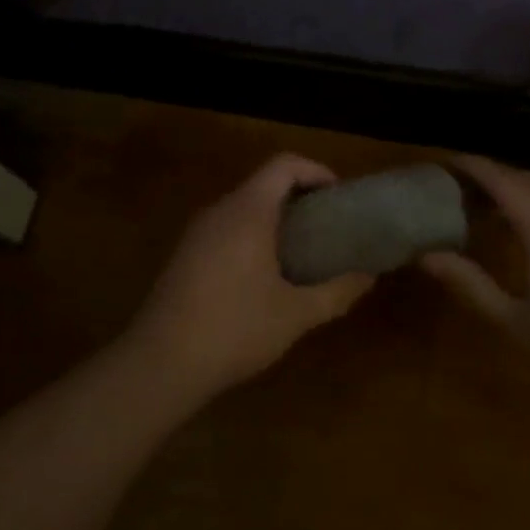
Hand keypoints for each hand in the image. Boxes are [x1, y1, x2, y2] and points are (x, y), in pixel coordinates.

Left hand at [125, 154, 374, 398]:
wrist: (161, 363)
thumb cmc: (236, 330)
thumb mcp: (296, 314)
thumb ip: (337, 291)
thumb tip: (368, 276)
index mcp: (247, 212)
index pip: (284, 165)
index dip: (317, 172)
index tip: (340, 198)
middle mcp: (219, 212)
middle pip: (263, 185)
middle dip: (300, 200)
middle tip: (329, 229)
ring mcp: (196, 234)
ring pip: (243, 210)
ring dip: (276, 222)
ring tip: (305, 254)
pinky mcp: (184, 257)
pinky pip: (226, 232)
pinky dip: (253, 239)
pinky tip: (266, 279)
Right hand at [420, 155, 529, 395]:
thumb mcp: (512, 319)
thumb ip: (470, 283)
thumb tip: (427, 256)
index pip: (504, 182)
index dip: (474, 167)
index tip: (444, 163)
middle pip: (527, 180)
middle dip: (492, 173)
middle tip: (457, 182)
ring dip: (515, 187)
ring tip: (481, 201)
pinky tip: (519, 228)